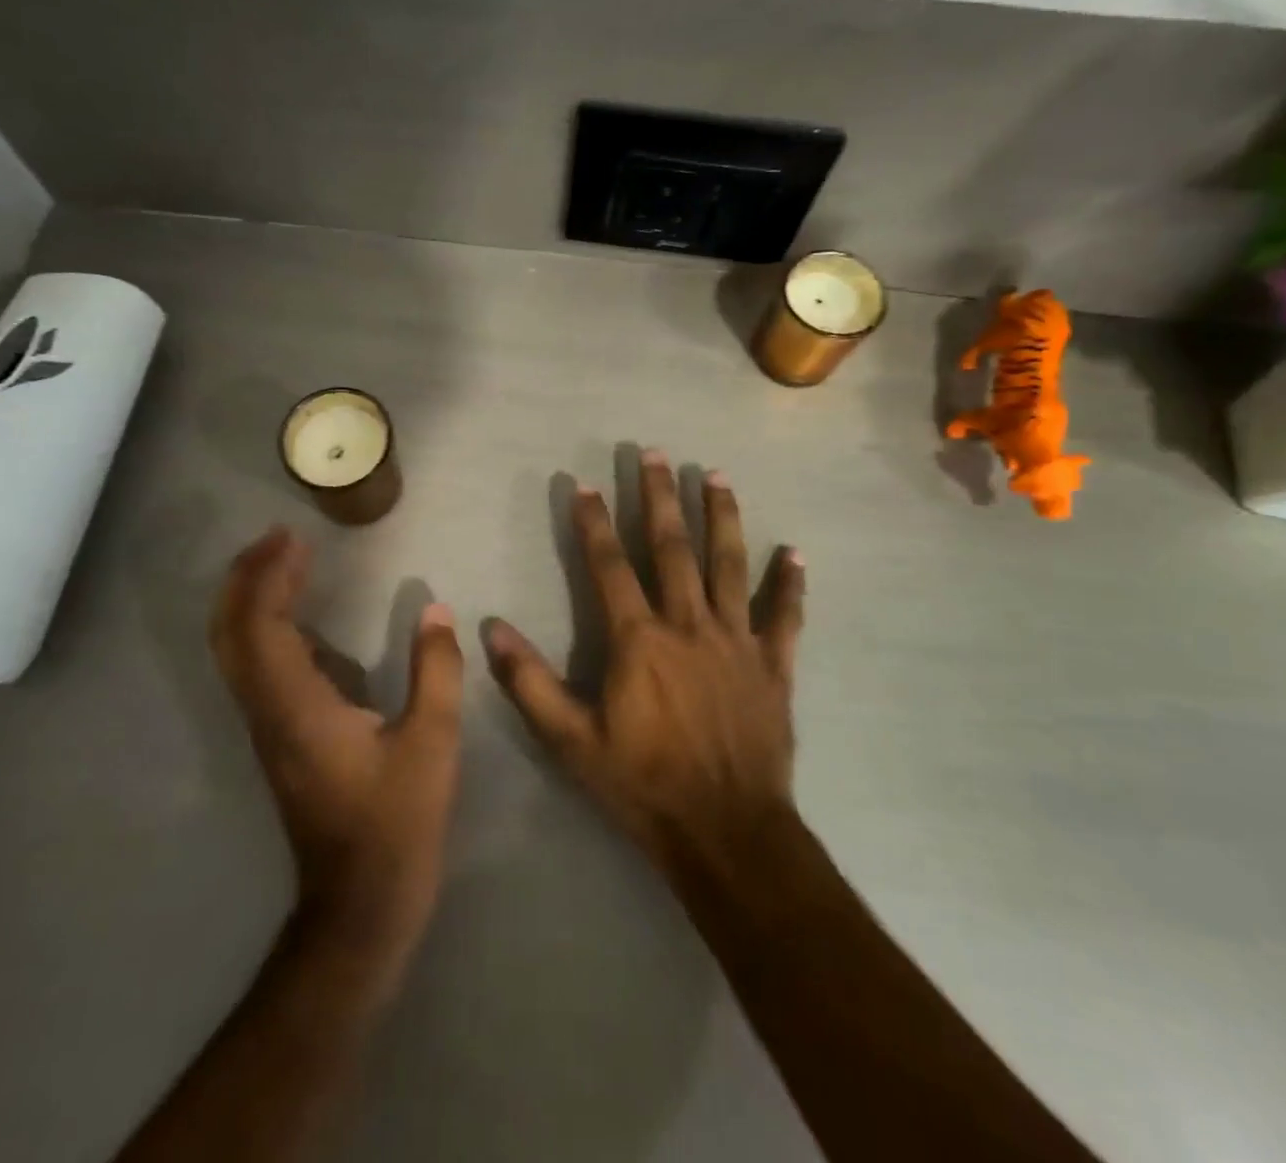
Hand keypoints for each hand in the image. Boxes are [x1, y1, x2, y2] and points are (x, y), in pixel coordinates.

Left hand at [210, 528, 464, 969]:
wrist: (357, 906)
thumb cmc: (395, 825)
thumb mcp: (432, 744)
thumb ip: (437, 671)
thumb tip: (437, 610)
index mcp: (297, 708)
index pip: (261, 626)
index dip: (268, 576)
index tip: (294, 537)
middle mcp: (268, 711)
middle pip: (230, 633)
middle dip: (245, 578)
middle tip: (278, 538)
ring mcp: (267, 727)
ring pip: (235, 651)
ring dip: (250, 599)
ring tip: (283, 563)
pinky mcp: (277, 738)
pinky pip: (254, 668)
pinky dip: (263, 627)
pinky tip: (300, 617)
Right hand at [486, 450, 804, 878]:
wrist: (726, 832)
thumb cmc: (643, 785)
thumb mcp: (571, 741)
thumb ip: (529, 682)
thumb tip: (490, 628)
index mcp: (639, 640)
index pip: (610, 565)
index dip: (594, 522)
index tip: (585, 483)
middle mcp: (689, 625)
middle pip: (672, 547)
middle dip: (659, 497)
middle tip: (654, 453)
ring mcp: (737, 641)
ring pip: (729, 565)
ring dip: (722, 516)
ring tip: (716, 474)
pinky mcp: (774, 665)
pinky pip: (785, 617)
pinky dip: (791, 584)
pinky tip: (796, 553)